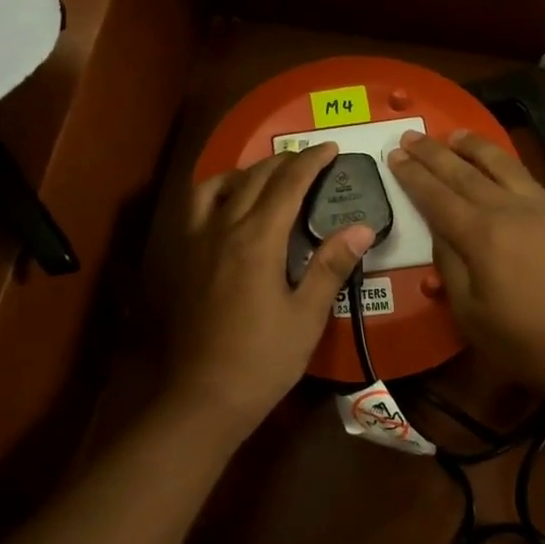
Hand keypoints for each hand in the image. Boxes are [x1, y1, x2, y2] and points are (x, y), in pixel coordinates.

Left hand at [164, 143, 375, 439]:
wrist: (205, 395)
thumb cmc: (264, 358)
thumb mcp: (307, 315)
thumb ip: (331, 265)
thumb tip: (362, 226)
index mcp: (256, 239)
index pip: (287, 185)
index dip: (311, 161)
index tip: (331, 148)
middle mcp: (222, 229)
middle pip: (253, 178)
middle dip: (283, 161)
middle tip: (309, 158)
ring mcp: (196, 242)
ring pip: (215, 186)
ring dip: (244, 172)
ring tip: (265, 176)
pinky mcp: (182, 259)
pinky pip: (195, 208)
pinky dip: (215, 192)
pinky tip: (227, 207)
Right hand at [387, 129, 544, 397]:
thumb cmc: (522, 340)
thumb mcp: (469, 312)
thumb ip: (449, 265)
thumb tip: (441, 232)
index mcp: (480, 236)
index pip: (436, 196)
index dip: (412, 175)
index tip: (393, 154)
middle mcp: (508, 210)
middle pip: (463, 173)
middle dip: (432, 153)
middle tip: (409, 134)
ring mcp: (537, 209)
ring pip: (499, 165)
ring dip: (472, 146)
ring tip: (452, 134)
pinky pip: (524, 176)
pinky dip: (503, 161)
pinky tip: (495, 160)